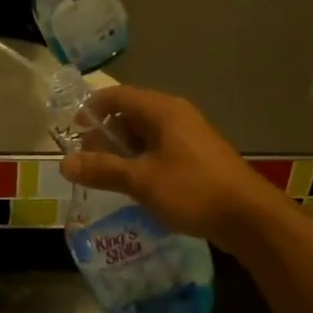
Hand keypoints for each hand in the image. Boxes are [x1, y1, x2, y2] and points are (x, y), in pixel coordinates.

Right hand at [59, 87, 289, 249]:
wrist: (249, 217)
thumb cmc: (193, 189)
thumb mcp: (141, 180)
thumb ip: (102, 170)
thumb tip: (64, 163)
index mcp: (163, 111)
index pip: (118, 96)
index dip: (92, 108)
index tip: (72, 129)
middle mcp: (176, 117)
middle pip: (131, 115)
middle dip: (105, 135)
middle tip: (85, 159)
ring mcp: (189, 139)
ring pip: (146, 136)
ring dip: (122, 152)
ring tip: (104, 175)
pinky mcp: (197, 160)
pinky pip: (160, 152)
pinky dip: (141, 163)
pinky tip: (132, 187)